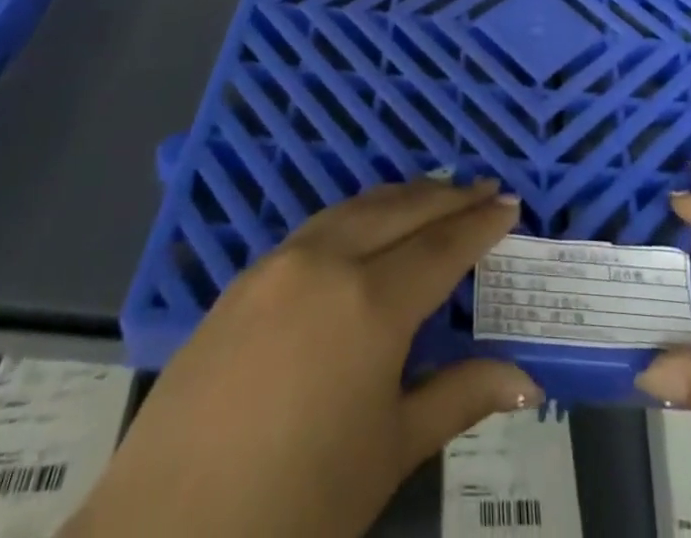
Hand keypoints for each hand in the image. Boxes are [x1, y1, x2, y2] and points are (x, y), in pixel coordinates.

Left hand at [68, 179, 540, 537]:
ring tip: (435, 192)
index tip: (510, 205)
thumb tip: (527, 382)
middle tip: (484, 187)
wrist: (163, 533)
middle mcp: (329, 260)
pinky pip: (318, 225)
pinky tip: (366, 225)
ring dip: (402, 196)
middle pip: (402, 209)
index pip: (442, 246)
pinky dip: (357, 213)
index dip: (480, 224)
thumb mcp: (389, 453)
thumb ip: (458, 398)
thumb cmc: (296, 506)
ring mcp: (281, 261)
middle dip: (448, 196)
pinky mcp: (246, 276)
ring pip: (357, 206)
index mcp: (372, 302)